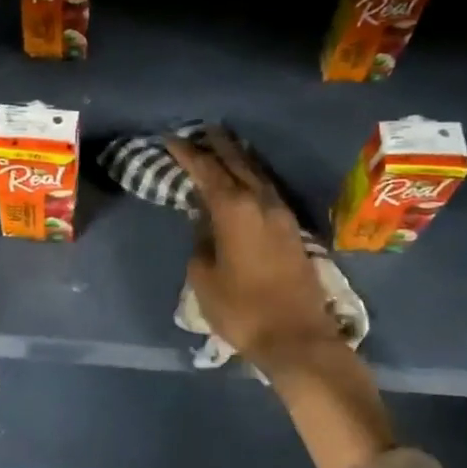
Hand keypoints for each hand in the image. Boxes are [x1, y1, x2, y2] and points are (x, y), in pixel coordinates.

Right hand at [166, 132, 342, 373]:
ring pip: (257, 174)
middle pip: (237, 163)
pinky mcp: (293, 230)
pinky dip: (252, 177)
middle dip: (217, 145)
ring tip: (222, 146)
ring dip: (238, 158)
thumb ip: (201, 242)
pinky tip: (246, 179)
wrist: (296, 337)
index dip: (187, 153)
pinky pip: (268, 190)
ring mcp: (282, 214)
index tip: (170, 139)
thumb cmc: (241, 309)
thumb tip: (204, 223)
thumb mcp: (204, 277)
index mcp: (235, 209)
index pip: (207, 170)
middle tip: (200, 130)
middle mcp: (261, 202)